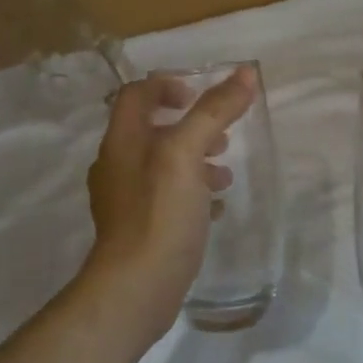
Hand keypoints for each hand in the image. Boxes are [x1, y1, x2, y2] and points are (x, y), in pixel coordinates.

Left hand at [84, 66, 256, 337]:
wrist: (135, 289)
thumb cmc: (159, 212)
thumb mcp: (188, 153)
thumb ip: (214, 111)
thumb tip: (246, 73)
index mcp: (122, 140)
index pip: (138, 94)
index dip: (167, 86)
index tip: (198, 97)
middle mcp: (117, 165)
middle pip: (152, 129)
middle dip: (190, 127)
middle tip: (221, 138)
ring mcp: (124, 200)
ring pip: (162, 166)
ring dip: (195, 161)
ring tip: (225, 174)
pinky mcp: (138, 229)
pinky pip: (166, 198)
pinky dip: (191, 193)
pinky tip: (215, 209)